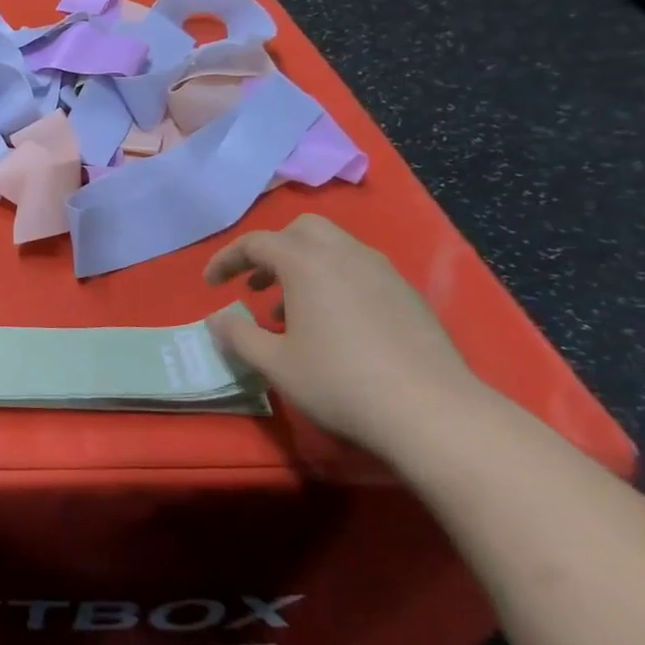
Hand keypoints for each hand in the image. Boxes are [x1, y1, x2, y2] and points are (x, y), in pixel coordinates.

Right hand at [204, 214, 485, 453]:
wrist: (433, 413)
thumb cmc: (339, 381)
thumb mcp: (275, 364)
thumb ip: (238, 336)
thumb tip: (216, 321)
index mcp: (306, 262)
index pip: (255, 243)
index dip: (226, 260)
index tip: (211, 284)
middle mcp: (344, 254)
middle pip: (300, 230)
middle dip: (272, 251)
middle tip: (256, 284)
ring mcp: (382, 272)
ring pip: (334, 248)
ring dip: (304, 267)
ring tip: (291, 311)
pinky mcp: (408, 295)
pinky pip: (360, 271)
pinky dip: (335, 282)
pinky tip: (335, 325)